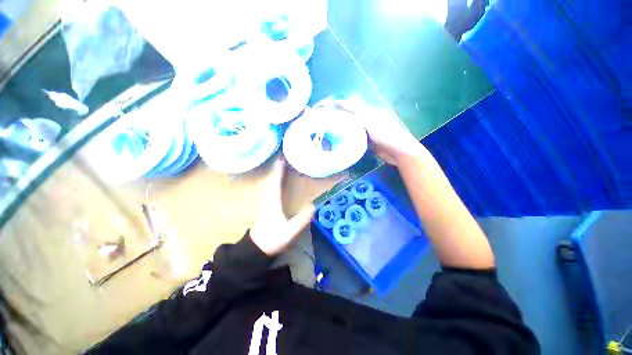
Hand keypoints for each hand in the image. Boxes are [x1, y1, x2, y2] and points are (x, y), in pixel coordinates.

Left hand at [250, 158, 315, 255]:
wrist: (257, 248)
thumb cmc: (273, 238)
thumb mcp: (290, 231)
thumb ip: (302, 219)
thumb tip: (314, 205)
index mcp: (273, 201)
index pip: (275, 182)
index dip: (279, 170)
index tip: (282, 158)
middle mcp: (268, 198)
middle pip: (272, 179)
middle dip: (277, 168)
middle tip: (284, 158)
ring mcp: (266, 202)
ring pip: (271, 184)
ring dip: (276, 174)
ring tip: (283, 166)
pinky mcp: (267, 206)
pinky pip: (272, 189)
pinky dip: (276, 182)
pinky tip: (280, 181)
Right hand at [336, 99, 423, 166]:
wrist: (398, 152)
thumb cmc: (386, 134)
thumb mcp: (370, 120)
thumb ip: (356, 112)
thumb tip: (341, 103)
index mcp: (371, 113)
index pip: (353, 106)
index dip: (343, 105)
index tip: (330, 105)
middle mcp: (369, 121)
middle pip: (353, 117)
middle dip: (342, 117)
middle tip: (329, 119)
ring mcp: (369, 133)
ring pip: (354, 129)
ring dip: (345, 129)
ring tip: (332, 130)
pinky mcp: (369, 144)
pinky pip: (357, 140)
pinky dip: (350, 140)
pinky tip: (342, 142)